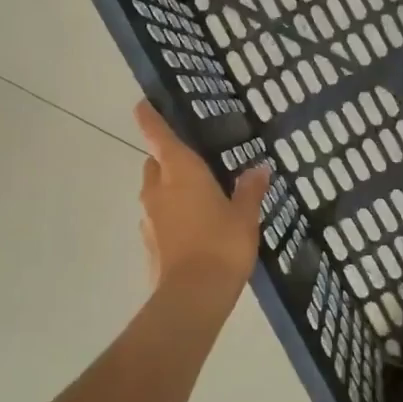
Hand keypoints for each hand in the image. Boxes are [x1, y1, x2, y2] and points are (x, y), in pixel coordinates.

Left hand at [134, 101, 268, 309]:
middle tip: (195, 161)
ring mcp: (150, 218)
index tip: (142, 104)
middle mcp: (158, 189)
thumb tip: (259, 168)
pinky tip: (196, 228)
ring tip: (201, 196)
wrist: (193, 297)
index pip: (158, 136)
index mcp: (180, 172)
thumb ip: (250, 190)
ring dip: (170, 189)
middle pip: (155, 164)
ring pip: (156, 192)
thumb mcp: (245, 215)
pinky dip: (173, 216)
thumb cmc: (221, 244)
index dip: (149, 118)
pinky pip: (160, 219)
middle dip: (167, 158)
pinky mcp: (150, 244)